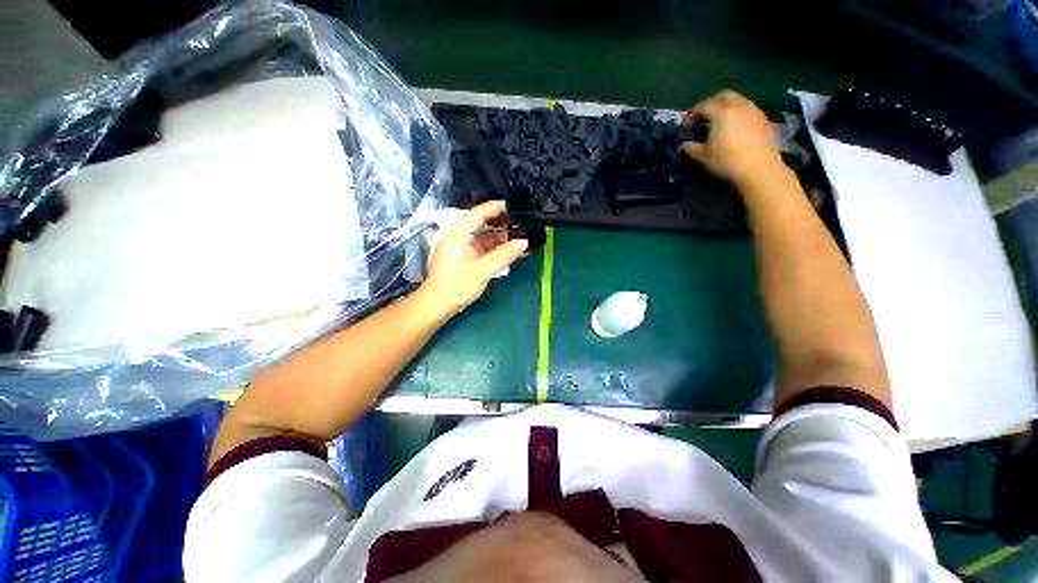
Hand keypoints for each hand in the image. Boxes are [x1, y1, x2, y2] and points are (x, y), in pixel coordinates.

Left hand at [421, 200, 528, 316]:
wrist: (437, 306)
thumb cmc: (456, 286)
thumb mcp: (483, 270)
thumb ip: (504, 255)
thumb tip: (525, 242)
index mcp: (459, 233)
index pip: (480, 212)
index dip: (499, 207)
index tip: (519, 207)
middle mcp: (461, 236)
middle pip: (485, 223)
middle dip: (505, 224)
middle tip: (526, 225)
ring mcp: (464, 247)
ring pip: (487, 237)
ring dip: (504, 239)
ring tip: (525, 239)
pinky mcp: (468, 257)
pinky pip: (486, 248)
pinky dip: (499, 250)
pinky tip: (515, 252)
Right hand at [680, 90, 786, 187]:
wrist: (759, 168)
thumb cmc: (727, 161)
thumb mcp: (703, 157)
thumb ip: (692, 148)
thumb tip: (685, 144)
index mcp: (721, 114)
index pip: (704, 106)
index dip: (693, 113)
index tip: (686, 123)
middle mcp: (738, 106)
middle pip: (723, 96)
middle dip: (711, 102)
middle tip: (703, 115)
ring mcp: (753, 111)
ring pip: (738, 100)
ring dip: (726, 106)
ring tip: (720, 120)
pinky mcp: (763, 119)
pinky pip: (747, 108)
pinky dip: (738, 112)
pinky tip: (735, 126)